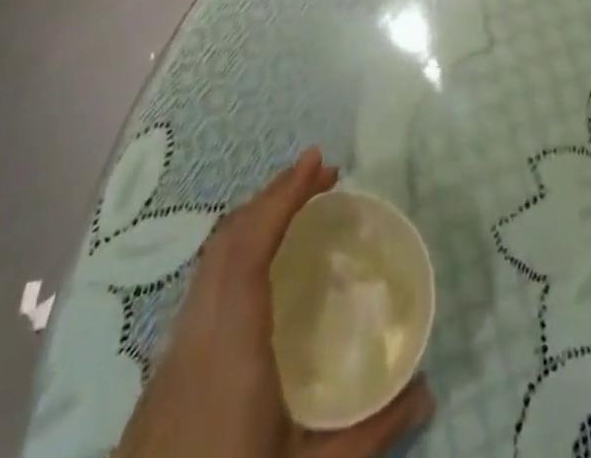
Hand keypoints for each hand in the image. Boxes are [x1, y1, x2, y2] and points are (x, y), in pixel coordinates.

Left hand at [116, 149, 434, 457]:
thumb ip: (370, 436)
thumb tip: (427, 389)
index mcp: (231, 346)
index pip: (250, 245)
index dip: (283, 196)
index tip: (319, 161)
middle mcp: (198, 332)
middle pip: (229, 238)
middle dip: (274, 195)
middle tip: (322, 177)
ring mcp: (173, 349)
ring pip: (210, 257)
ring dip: (254, 218)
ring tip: (297, 208)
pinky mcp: (163, 369)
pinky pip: (203, 281)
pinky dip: (236, 248)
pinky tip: (260, 268)